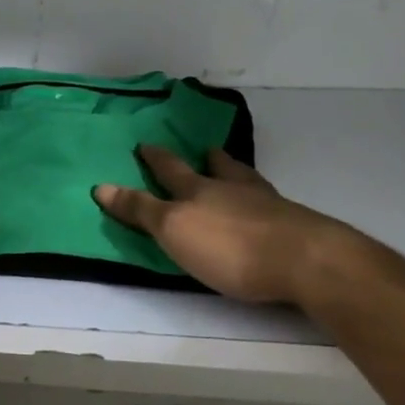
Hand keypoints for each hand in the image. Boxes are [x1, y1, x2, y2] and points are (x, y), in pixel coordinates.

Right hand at [94, 146, 360, 306]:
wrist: (304, 259)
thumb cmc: (229, 247)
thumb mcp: (174, 230)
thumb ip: (140, 210)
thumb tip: (101, 186)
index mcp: (198, 190)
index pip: (169, 171)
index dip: (154, 160)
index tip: (143, 145)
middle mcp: (231, 188)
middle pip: (214, 168)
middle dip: (202, 158)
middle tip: (201, 147)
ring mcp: (266, 203)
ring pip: (244, 179)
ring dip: (233, 170)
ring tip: (228, 163)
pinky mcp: (293, 223)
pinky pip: (268, 201)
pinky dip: (259, 196)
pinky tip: (264, 202)